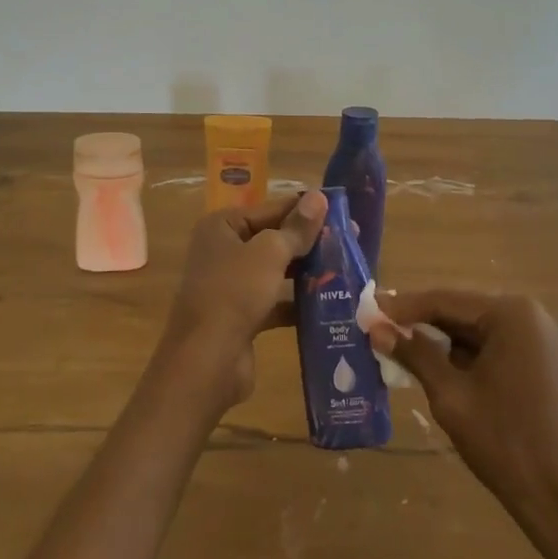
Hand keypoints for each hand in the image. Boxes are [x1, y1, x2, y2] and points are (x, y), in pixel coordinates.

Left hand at [159, 190, 326, 409]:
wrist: (206, 361)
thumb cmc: (234, 293)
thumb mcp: (269, 253)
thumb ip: (296, 228)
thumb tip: (320, 197)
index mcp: (222, 227)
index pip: (271, 209)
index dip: (306, 210)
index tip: (343, 212)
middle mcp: (223, 251)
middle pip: (274, 239)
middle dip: (310, 243)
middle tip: (351, 242)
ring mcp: (232, 285)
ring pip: (276, 272)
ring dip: (306, 272)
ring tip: (346, 271)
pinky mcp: (242, 316)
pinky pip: (275, 301)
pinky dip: (298, 303)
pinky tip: (329, 305)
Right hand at [369, 290, 557, 531]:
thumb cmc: (506, 444)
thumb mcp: (451, 397)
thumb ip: (414, 354)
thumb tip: (377, 329)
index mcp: (515, 314)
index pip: (447, 300)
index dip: (405, 307)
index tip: (371, 309)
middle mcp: (538, 314)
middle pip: (467, 311)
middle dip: (425, 322)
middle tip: (384, 327)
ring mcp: (551, 337)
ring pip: (484, 329)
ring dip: (448, 339)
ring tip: (405, 345)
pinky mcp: (556, 361)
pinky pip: (504, 345)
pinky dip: (474, 353)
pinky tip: (443, 364)